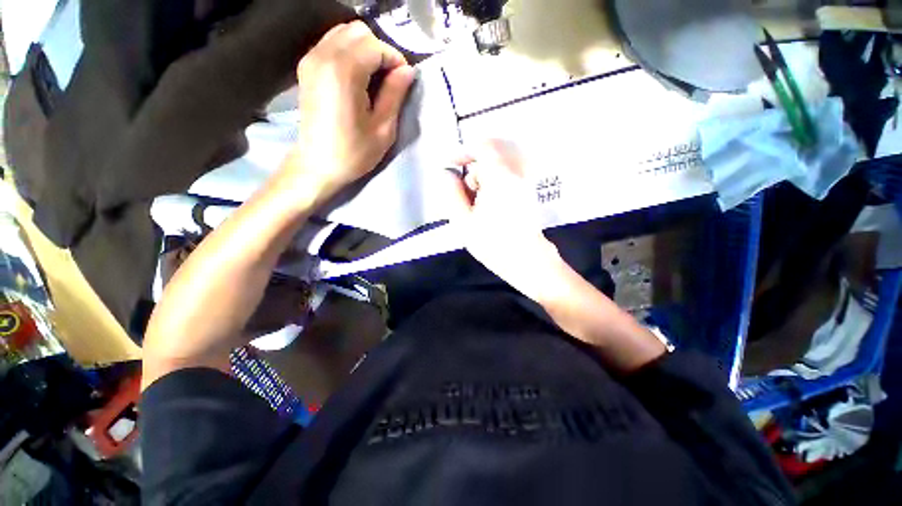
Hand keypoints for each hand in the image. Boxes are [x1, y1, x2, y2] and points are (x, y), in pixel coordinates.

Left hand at [281, 21, 414, 200]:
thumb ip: (395, 95)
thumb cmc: (353, 153)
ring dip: (364, 50)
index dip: (394, 60)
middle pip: (358, 31)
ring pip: (344, 33)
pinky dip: (349, 52)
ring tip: (374, 78)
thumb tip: (407, 71)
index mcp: (344, 72)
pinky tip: (357, 77)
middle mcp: (323, 56)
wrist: (317, 164)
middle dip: (379, 51)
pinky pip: (331, 43)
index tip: (403, 81)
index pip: (376, 46)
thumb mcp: (383, 129)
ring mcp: (311, 59)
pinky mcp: (306, 67)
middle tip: (389, 79)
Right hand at [444, 140, 559, 292]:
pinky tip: (488, 208)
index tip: (451, 164)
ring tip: (476, 205)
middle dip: (473, 171)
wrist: (527, 261)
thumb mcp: (464, 221)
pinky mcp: (527, 195)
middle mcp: (516, 176)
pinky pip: (507, 179)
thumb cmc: (493, 244)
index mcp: (500, 178)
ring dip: (483, 180)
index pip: (484, 147)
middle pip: (491, 158)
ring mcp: (524, 185)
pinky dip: (493, 186)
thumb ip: (452, 194)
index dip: (465, 151)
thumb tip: (447, 174)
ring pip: (499, 169)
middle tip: (466, 193)